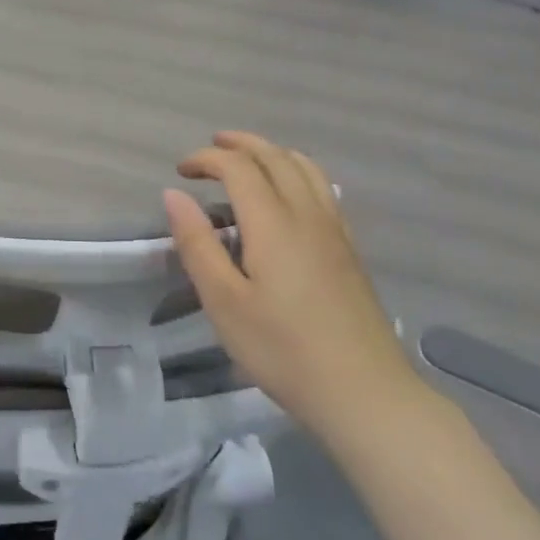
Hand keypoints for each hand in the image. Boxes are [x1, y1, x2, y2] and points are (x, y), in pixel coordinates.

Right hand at [165, 131, 421, 436]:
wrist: (365, 395)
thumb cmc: (283, 350)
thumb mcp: (224, 302)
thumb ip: (197, 244)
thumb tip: (173, 195)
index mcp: (272, 223)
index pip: (238, 167)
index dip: (206, 159)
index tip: (181, 172)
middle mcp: (306, 214)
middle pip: (275, 156)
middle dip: (239, 145)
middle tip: (210, 149)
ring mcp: (334, 230)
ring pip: (305, 167)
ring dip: (272, 153)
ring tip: (248, 160)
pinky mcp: (349, 250)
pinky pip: (323, 188)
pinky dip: (297, 172)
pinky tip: (288, 196)